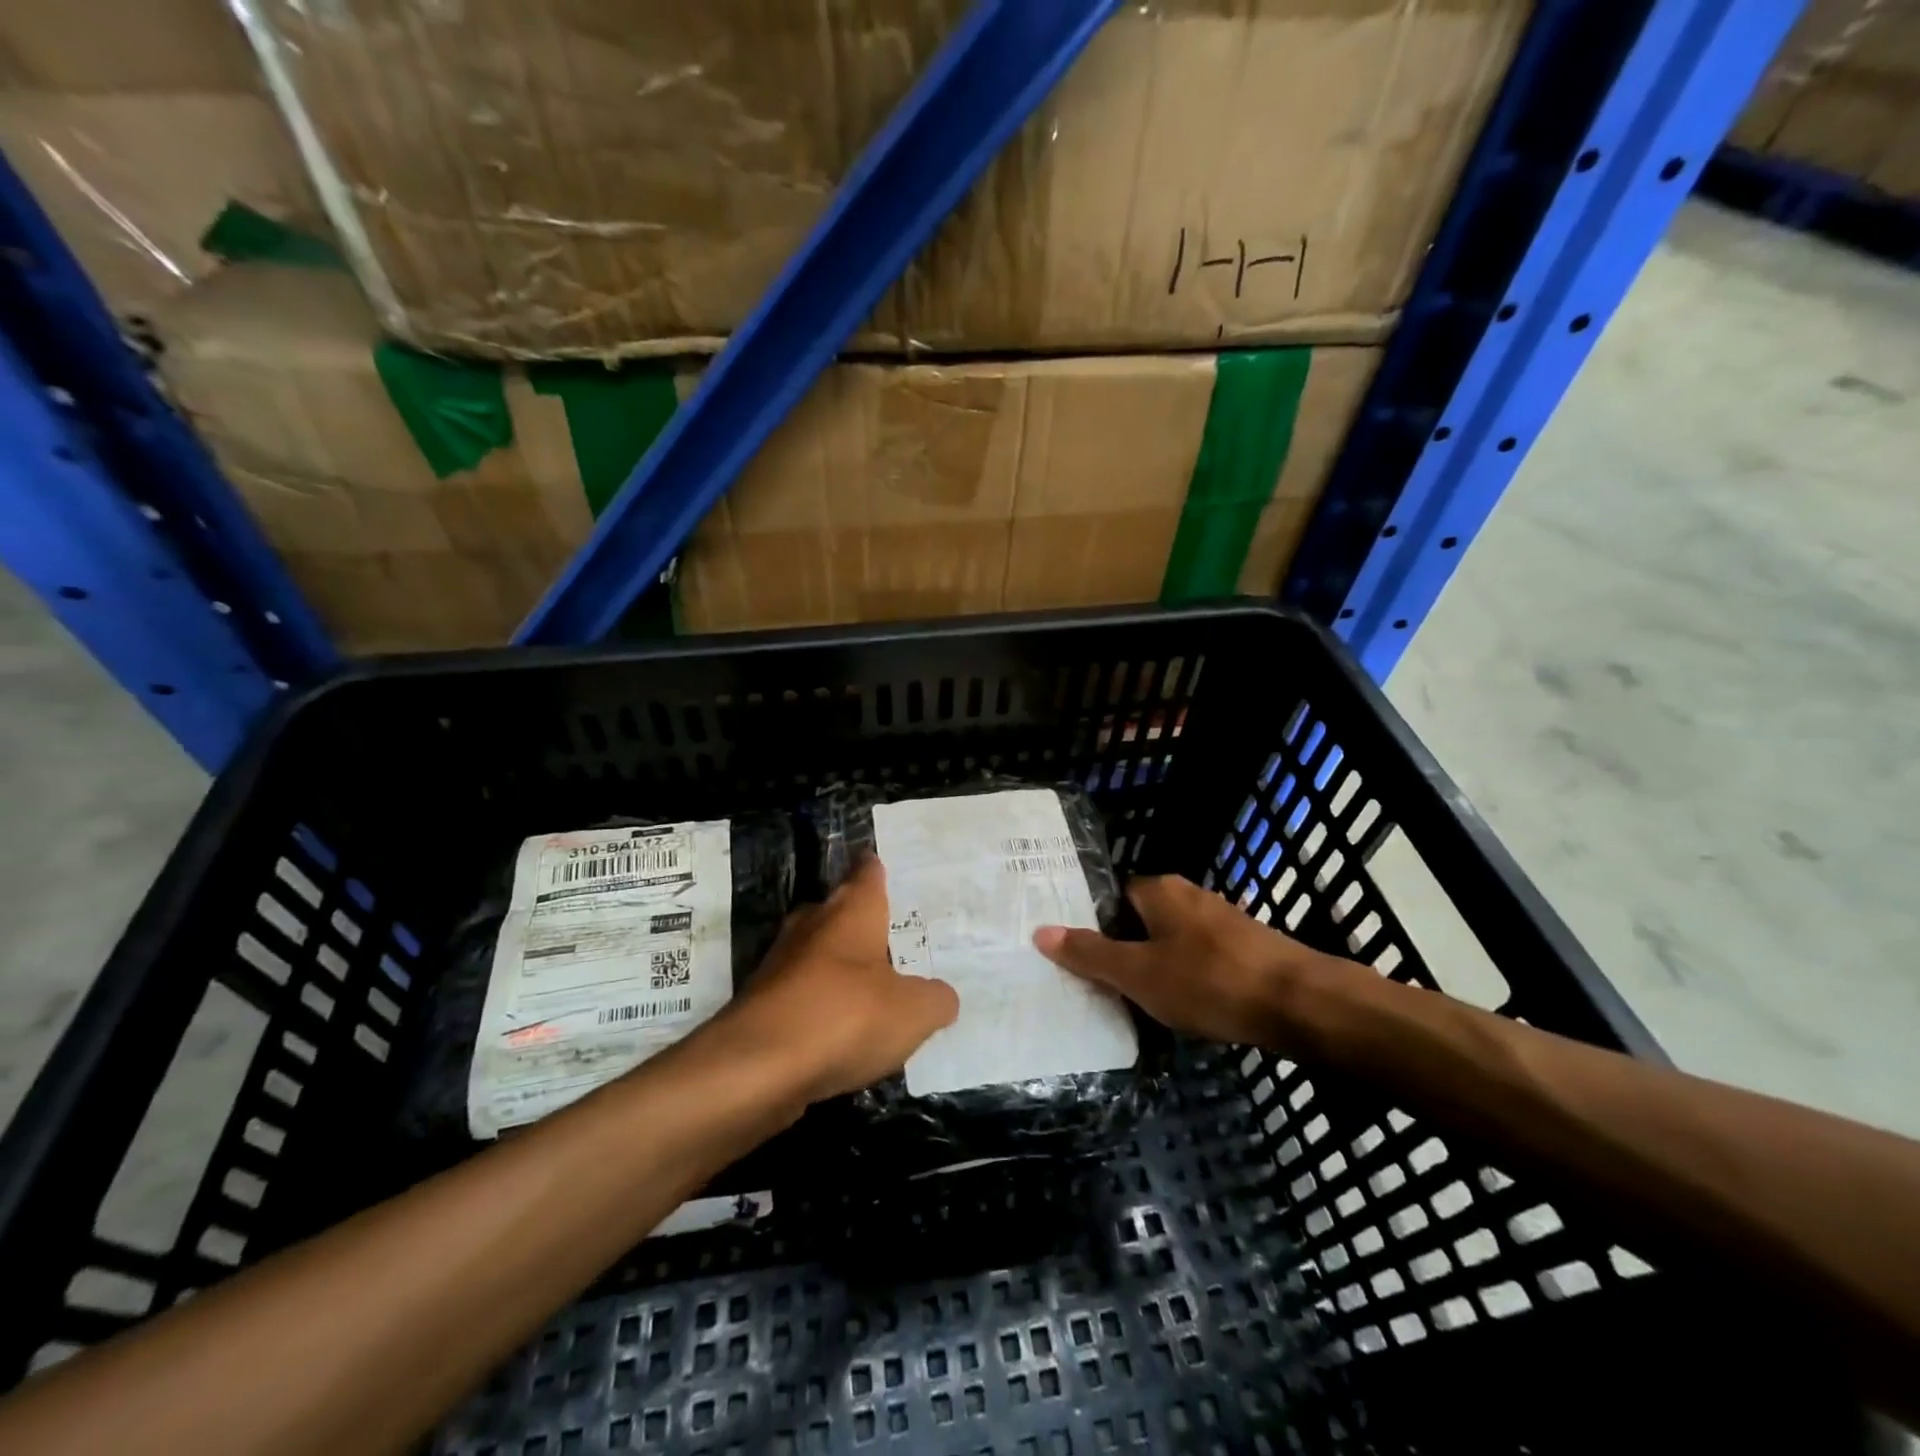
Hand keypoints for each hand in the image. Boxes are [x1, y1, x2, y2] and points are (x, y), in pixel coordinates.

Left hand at [725, 856, 958, 1101]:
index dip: (878, 870)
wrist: (755, 1070)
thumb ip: (935, 1000)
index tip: (887, 867)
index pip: (867, 873)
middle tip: (894, 935)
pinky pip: (802, 994)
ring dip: (840, 967)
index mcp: (850, 911)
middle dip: (861, 921)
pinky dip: (821, 1005)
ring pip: (817, 954)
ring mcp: (781, 965)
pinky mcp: (762, 1006)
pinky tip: (841, 1029)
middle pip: (839, 911)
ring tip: (874, 986)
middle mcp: (812, 926)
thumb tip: (942, 997)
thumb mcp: (913, 1012)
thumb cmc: (844, 1017)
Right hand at [1034, 874, 1333, 1047]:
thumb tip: (1040, 931)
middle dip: (1124, 950)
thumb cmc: (1208, 981)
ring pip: (1170, 939)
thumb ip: (1090, 954)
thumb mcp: (1138, 974)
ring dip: (1156, 965)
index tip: (1080, 960)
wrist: (1300, 1002)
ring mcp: (1220, 918)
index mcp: (1158, 889)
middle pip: (1139, 919)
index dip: (1093, 927)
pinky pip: (1199, 956)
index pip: (1110, 898)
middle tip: (1104, 986)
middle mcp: (1188, 893)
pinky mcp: (1245, 945)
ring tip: (1141, 1002)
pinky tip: (1188, 1006)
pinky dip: (1187, 976)